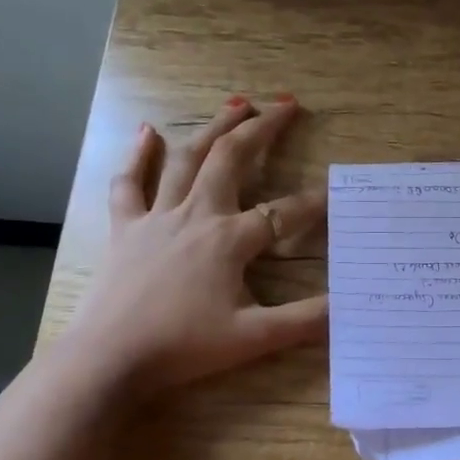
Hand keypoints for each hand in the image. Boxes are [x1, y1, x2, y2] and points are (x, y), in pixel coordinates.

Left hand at [62, 95, 327, 396]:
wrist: (110, 357)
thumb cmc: (184, 346)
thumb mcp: (254, 338)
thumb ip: (305, 320)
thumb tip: (350, 305)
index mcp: (230, 240)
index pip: (284, 213)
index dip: (315, 202)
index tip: (337, 191)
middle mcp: (197, 215)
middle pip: (232, 159)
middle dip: (262, 129)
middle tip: (285, 105)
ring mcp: (157, 217)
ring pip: (188, 159)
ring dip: (214, 127)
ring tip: (236, 102)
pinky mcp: (124, 228)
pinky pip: (129, 183)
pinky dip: (138, 155)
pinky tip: (146, 131)